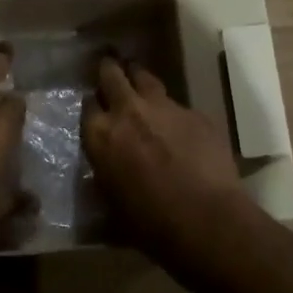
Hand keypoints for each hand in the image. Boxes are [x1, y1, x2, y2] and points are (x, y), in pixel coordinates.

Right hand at [84, 58, 243, 256]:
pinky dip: (173, 112)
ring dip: (139, 79)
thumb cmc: (150, 224)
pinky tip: (180, 128)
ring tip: (139, 82)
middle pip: (112, 74)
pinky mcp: (195, 113)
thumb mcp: (111, 205)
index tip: (95, 108)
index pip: (87, 105)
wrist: (205, 220)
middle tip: (109, 68)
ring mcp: (164, 107)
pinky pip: (179, 105)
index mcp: (100, 135)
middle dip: (109, 70)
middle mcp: (128, 111)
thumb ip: (105, 177)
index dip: (92, 105)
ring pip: (146, 78)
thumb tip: (104, 174)